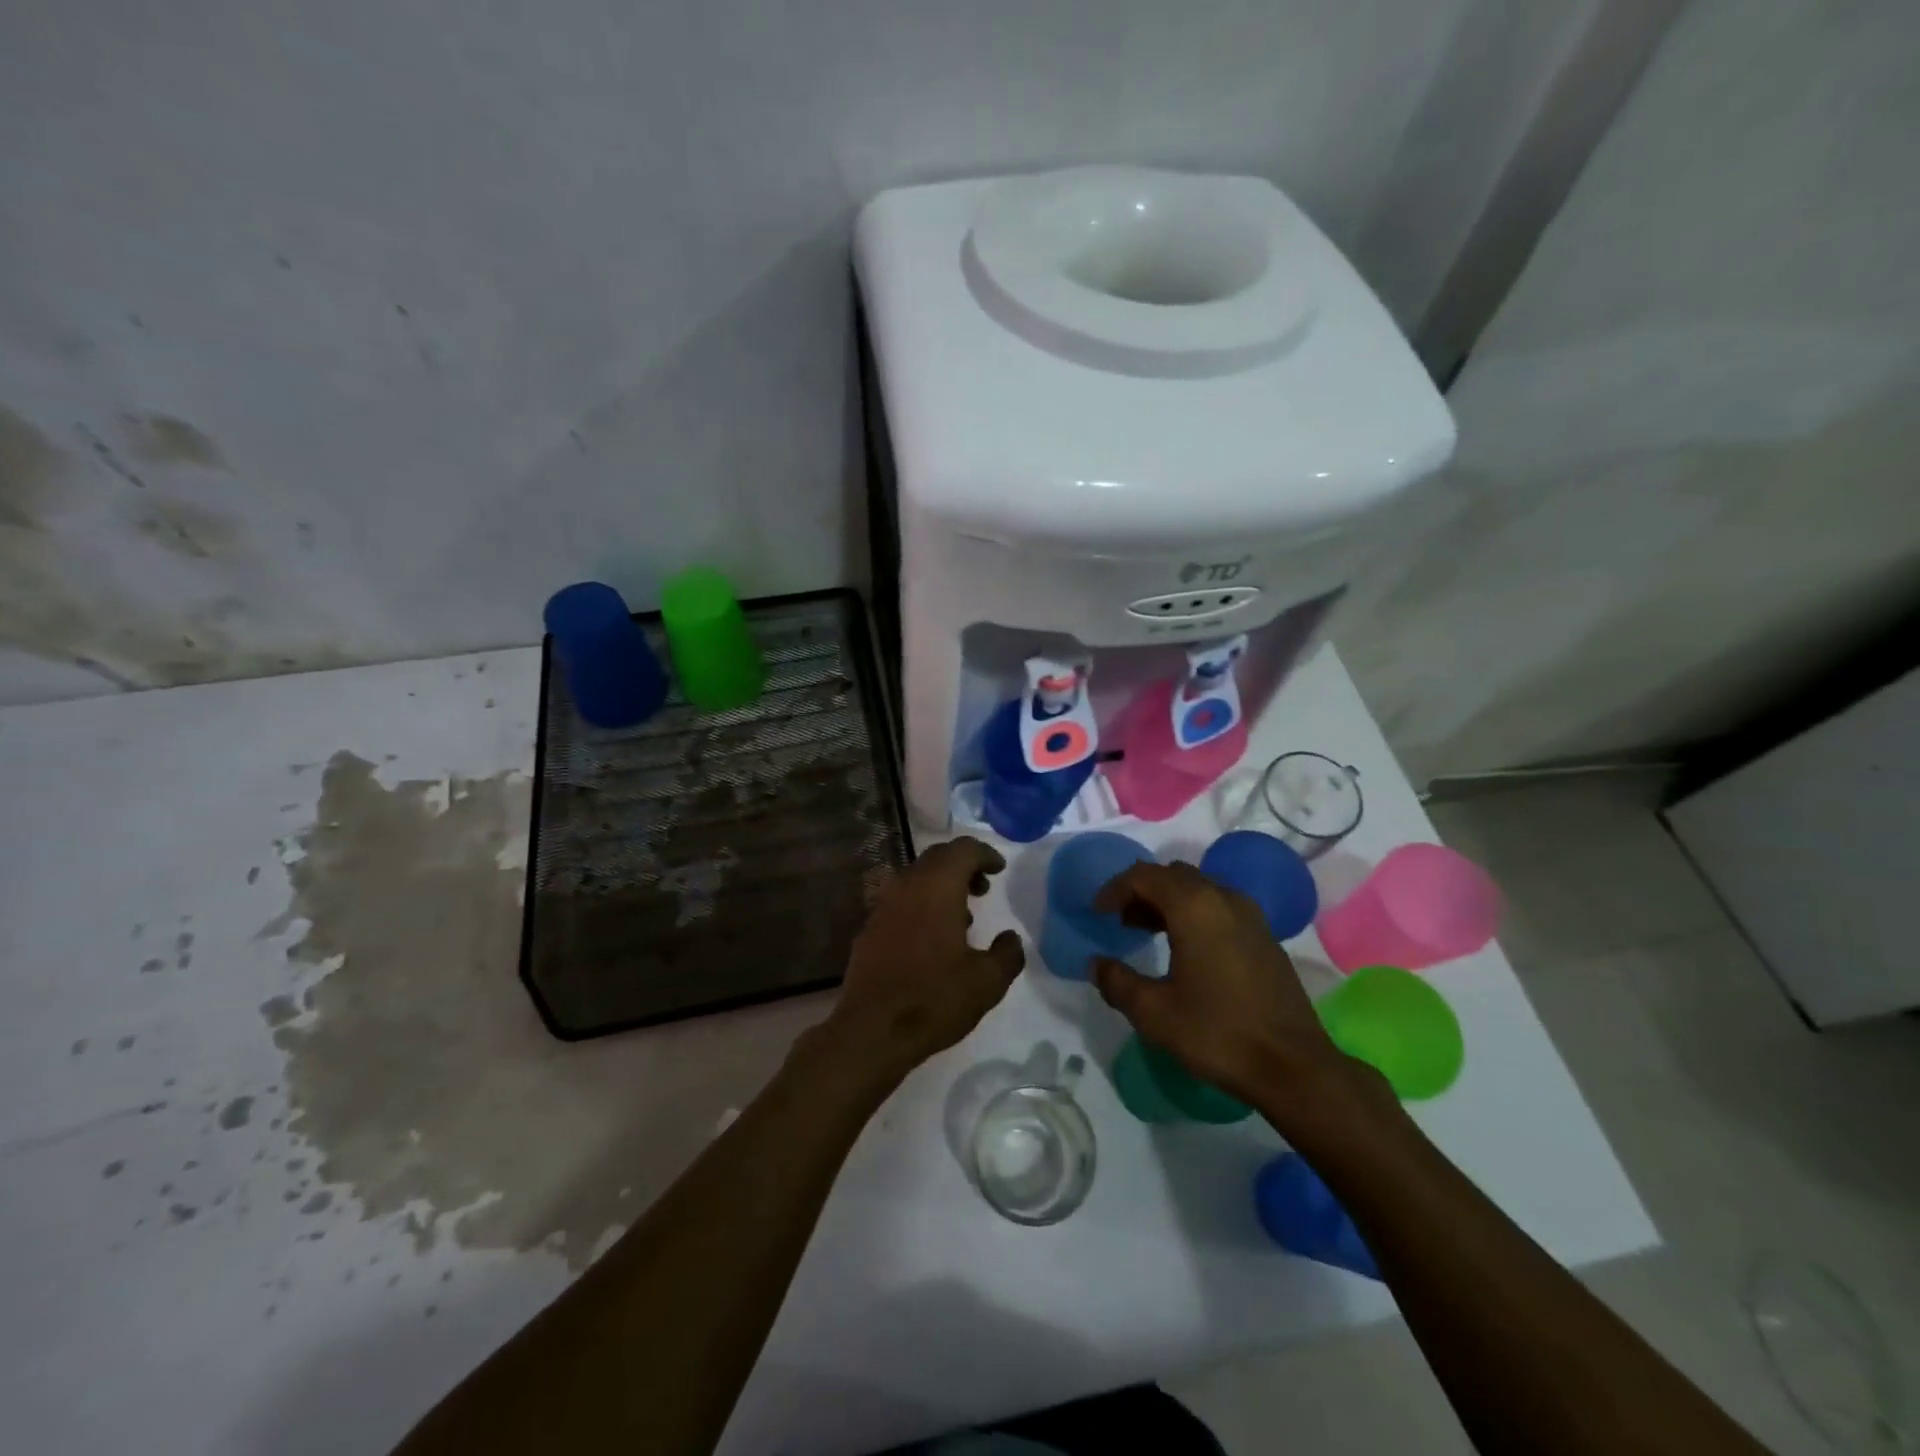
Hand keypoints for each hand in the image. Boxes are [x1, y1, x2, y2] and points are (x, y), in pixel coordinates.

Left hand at [824, 837, 1024, 1080]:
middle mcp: (906, 886)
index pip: (962, 850)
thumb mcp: (987, 982)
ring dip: (941, 886)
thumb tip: (1010, 939)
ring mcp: (882, 906)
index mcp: (937, 888)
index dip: (984, 854)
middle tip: (983, 888)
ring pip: (916, 879)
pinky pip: (900, 901)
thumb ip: (1006, 954)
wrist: (871, 1031)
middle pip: (937, 858)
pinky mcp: (869, 929)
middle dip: (963, 866)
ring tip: (962, 916)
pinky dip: (921, 905)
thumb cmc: (934, 999)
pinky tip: (931, 938)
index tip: (999, 869)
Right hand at [1091, 861, 1362, 1111]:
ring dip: (1168, 902)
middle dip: (1141, 892)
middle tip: (1120, 921)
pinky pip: (1220, 907)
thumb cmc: (1216, 1032)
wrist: (1293, 1067)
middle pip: (1173, 876)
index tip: (1097, 913)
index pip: (1144, 876)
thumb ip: (1117, 981)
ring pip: (1199, 889)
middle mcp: (1224, 898)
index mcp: (1194, 906)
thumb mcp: (1153, 1012)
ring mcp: (1250, 916)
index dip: (1114, 889)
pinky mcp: (1265, 938)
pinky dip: (1194, 914)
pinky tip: (1186, 950)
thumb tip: (1097, 964)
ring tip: (1147, 932)